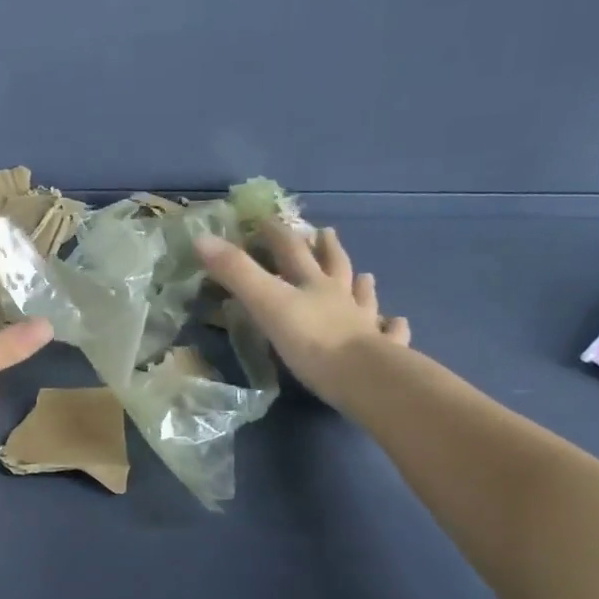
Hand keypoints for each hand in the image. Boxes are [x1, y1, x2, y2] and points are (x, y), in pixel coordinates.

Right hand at [195, 222, 409, 408]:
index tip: (267, 221)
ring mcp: (365, 324)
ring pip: (364, 298)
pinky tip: (397, 322)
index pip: (292, 251)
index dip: (277, 234)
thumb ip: (236, 273)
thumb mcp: (266, 303)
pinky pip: (389, 334)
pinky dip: (393, 326)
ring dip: (362, 285)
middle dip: (326, 249)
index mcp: (313, 284)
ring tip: (366, 275)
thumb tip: (201, 238)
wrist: (362, 377)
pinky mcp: (382, 352)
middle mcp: (341, 298)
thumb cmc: (311, 340)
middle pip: (334, 267)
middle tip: (325, 233)